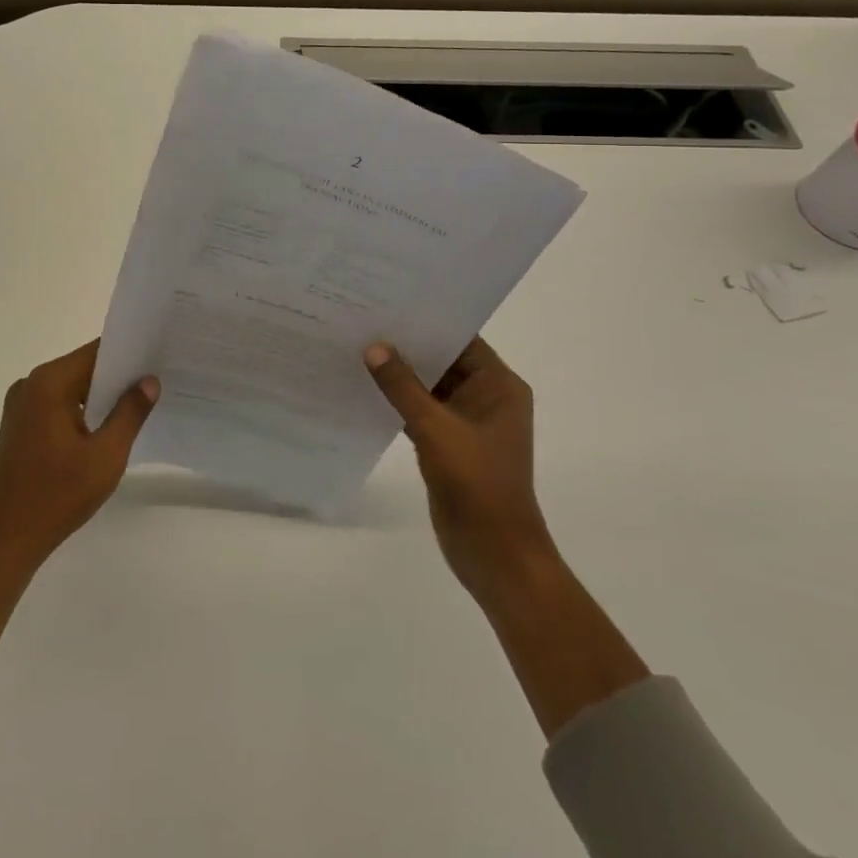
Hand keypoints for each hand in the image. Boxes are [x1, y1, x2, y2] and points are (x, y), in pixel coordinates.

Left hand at [0, 340, 159, 572]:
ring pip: (70, 387)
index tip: (158, 358)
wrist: (3, 542)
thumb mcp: (105, 456)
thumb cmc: (57, 496)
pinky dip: (80, 410)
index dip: (129, 354)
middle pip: (83, 367)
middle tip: (155, 384)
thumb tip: (148, 381)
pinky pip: (56, 404)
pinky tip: (104, 428)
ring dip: (98, 396)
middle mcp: (30, 384)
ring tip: (137, 406)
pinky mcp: (17, 425)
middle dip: (117, 376)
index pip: (97, 351)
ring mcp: (20, 405)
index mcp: (49, 382)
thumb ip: (130, 413)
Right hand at [363, 338, 555, 596]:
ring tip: (358, 347)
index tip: (389, 303)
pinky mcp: (450, 443)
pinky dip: (399, 402)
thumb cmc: (476, 483)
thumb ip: (402, 386)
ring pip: (430, 387)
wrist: (494, 554)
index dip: (427, 321)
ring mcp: (468, 422)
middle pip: (444, 360)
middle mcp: (487, 397)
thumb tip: (374, 346)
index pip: (461, 338)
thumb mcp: (435, 428)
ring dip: (401, 375)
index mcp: (499, 385)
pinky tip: (365, 389)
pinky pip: (422, 411)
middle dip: (407, 346)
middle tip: (364, 321)